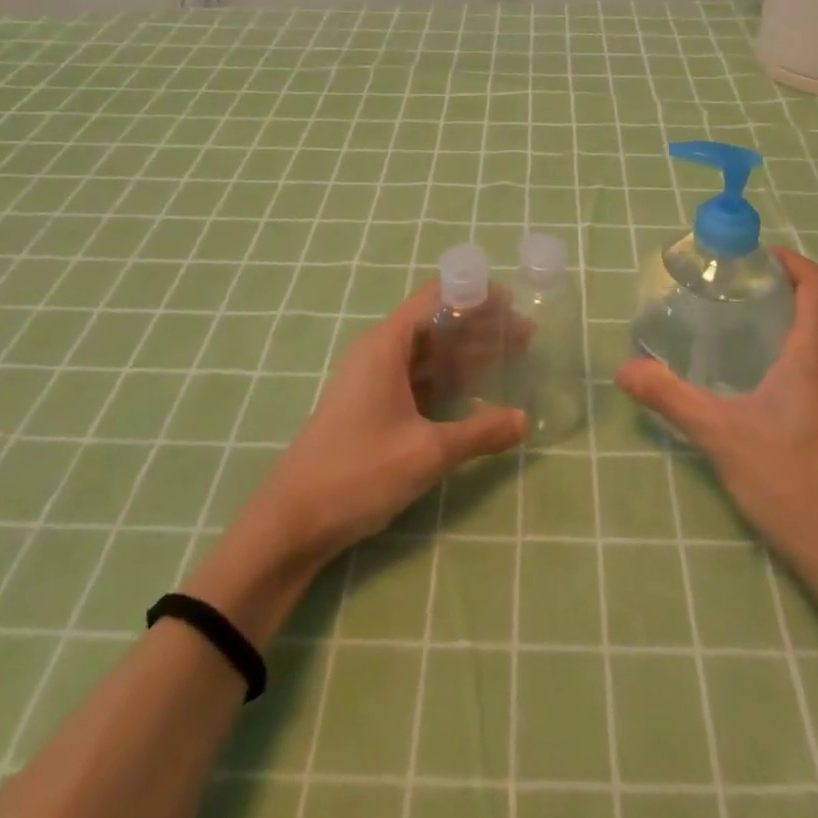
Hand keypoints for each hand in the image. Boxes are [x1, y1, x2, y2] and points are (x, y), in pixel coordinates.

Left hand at [244, 281, 528, 568]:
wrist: (292, 522)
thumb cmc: (358, 473)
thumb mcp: (427, 453)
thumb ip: (480, 433)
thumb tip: (525, 420)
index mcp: (386, 345)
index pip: (436, 297)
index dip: (475, 295)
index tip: (513, 304)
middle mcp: (379, 352)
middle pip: (435, 323)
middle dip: (480, 327)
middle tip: (525, 336)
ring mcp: (373, 379)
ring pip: (428, 353)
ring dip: (466, 354)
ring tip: (510, 358)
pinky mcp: (371, 405)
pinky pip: (417, 378)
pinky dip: (447, 379)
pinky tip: (475, 392)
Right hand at [616, 249, 817, 579]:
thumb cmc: (789, 482)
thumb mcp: (720, 435)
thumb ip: (670, 397)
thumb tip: (625, 369)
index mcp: (814, 357)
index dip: (794, 261)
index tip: (759, 256)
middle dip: (787, 288)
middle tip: (740, 287)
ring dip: (795, 321)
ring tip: (746, 326)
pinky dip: (799, 354)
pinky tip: (764, 382)